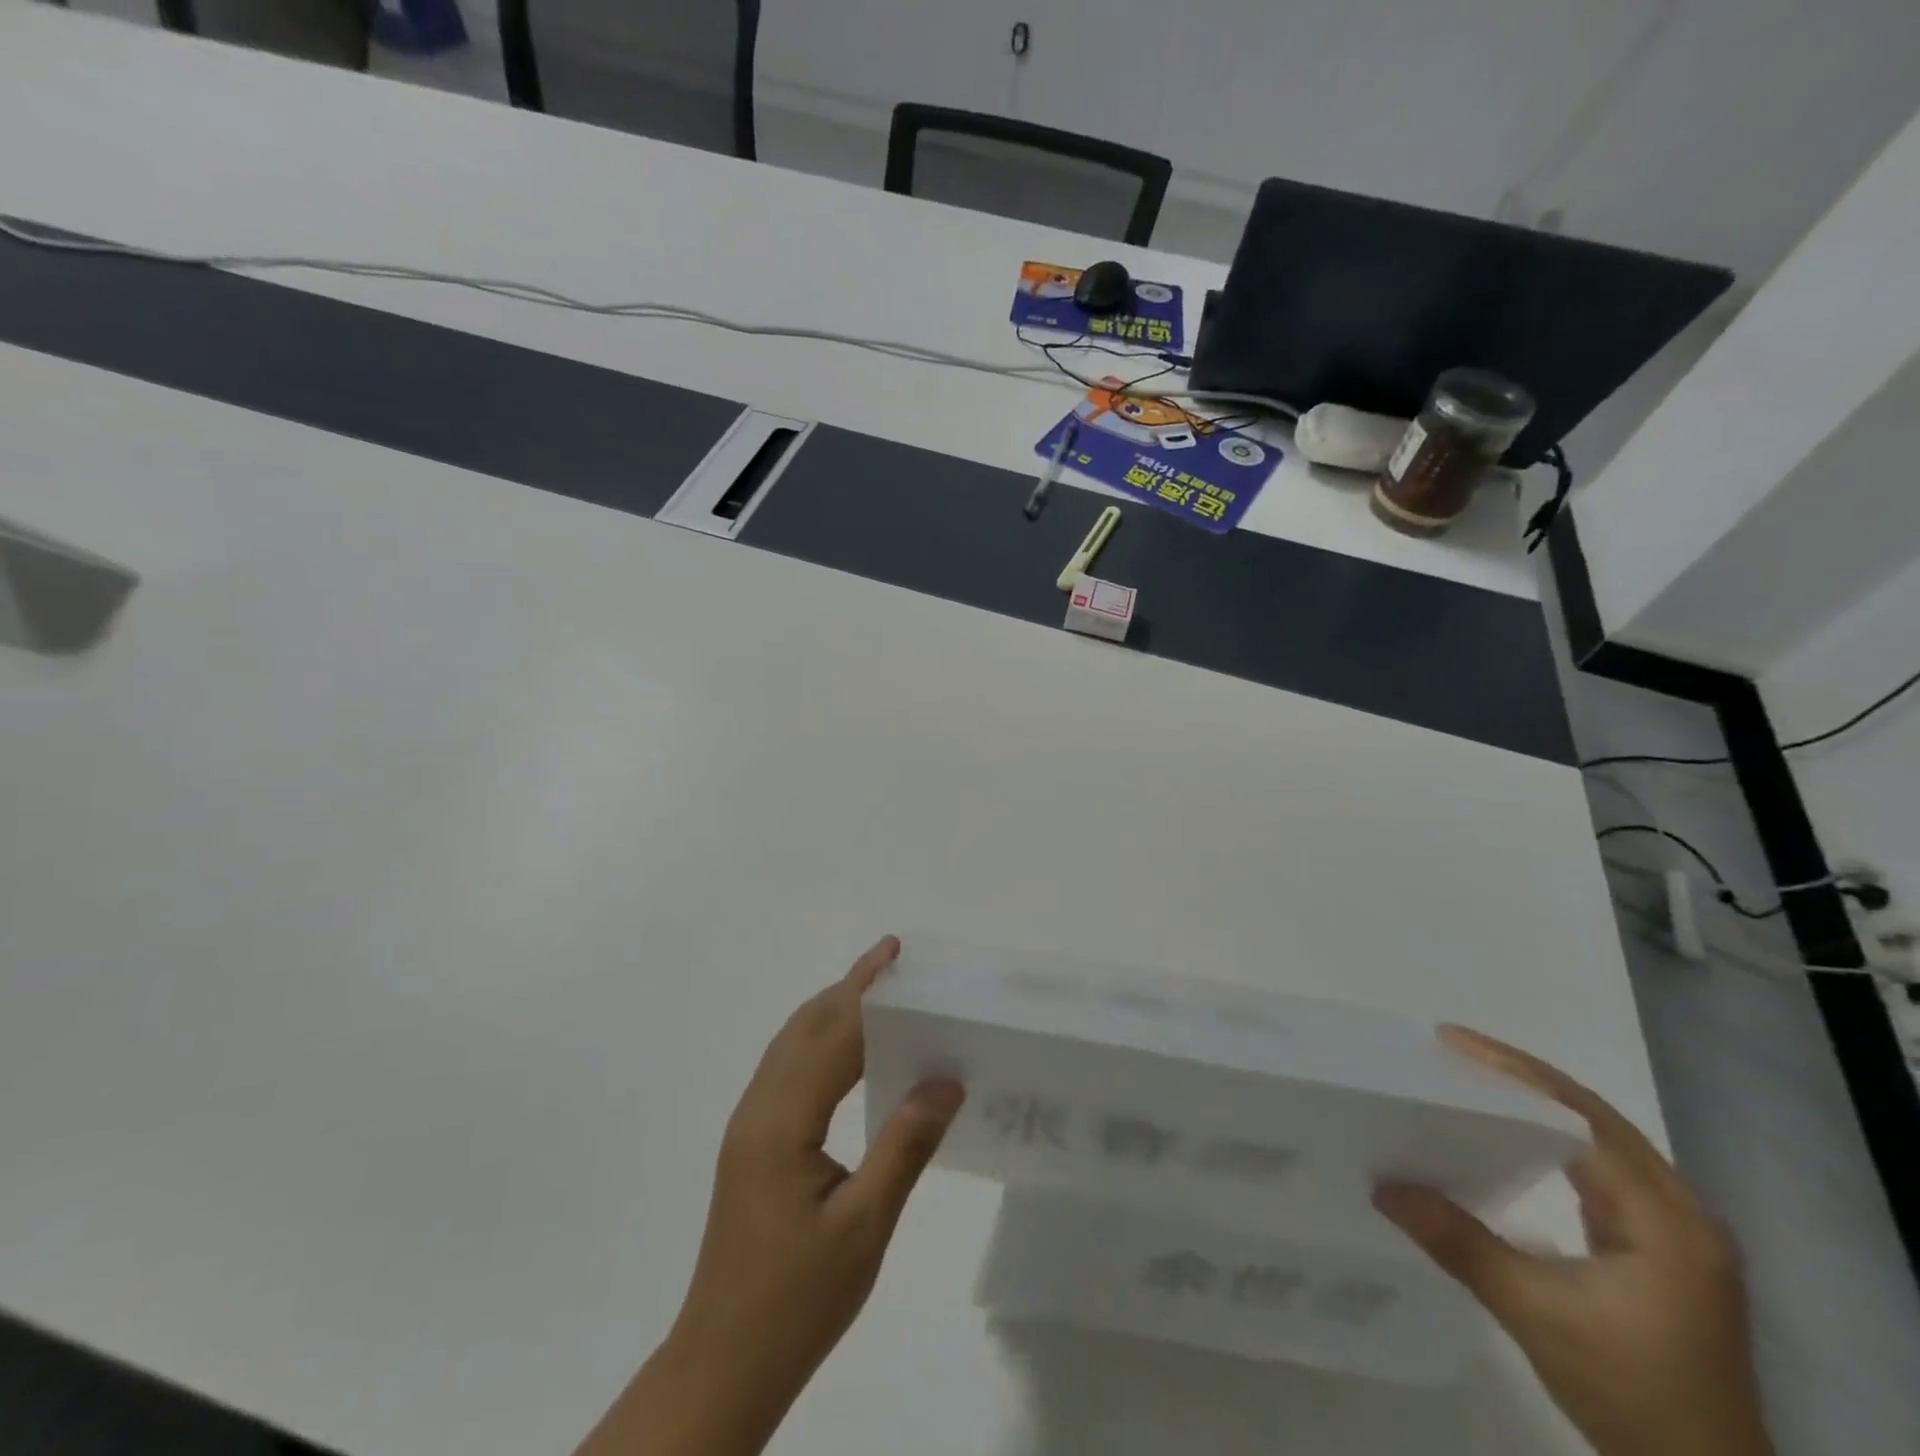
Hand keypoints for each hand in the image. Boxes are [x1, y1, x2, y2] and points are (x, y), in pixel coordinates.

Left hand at [575, 936, 964, 1455]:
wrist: (723, 1364)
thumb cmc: (797, 1301)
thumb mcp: (864, 1226)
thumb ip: (905, 1145)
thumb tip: (946, 1079)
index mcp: (781, 1123)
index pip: (833, 1040)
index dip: (870, 997)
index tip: (899, 958)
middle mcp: (758, 1109)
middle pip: (805, 1028)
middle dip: (849, 986)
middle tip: (892, 956)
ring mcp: (749, 1125)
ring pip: (791, 1044)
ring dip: (831, 1007)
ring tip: (874, 986)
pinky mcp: (752, 1143)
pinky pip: (787, 1068)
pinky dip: (818, 1037)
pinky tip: (843, 1047)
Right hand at [1375, 1026, 1771, 1455]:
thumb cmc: (1630, 1394)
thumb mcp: (1535, 1314)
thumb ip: (1459, 1242)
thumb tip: (1382, 1184)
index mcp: (1665, 1219)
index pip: (1583, 1117)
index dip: (1516, 1073)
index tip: (1451, 1042)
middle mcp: (1681, 1213)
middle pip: (1596, 1117)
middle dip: (1522, 1077)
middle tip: (1452, 1050)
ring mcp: (1677, 1233)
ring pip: (1602, 1140)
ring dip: (1539, 1104)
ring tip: (1473, 1079)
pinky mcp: (1663, 1251)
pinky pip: (1603, 1170)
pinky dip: (1553, 1139)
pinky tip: (1512, 1137)